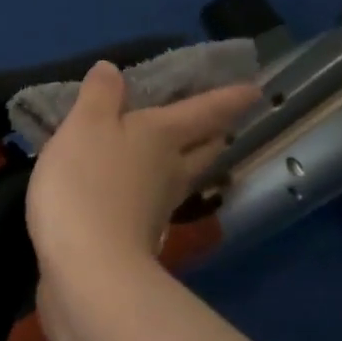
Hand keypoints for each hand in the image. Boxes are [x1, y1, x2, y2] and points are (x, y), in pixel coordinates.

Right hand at [26, 61, 260, 286]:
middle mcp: (170, 171)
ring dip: (188, 164)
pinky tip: (136, 191)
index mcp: (163, 136)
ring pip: (183, 178)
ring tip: (180, 152)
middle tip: (221, 124)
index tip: (255, 91)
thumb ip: (100, 96)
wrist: (87, 270)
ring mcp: (158, 210)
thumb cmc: (87, 183)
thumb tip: (113, 70)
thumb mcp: (85, 125)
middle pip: (203, 149)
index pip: (205, 112)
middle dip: (214, 134)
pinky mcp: (138, 240)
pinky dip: (151, 191)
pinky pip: (153, 203)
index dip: (229, 98)